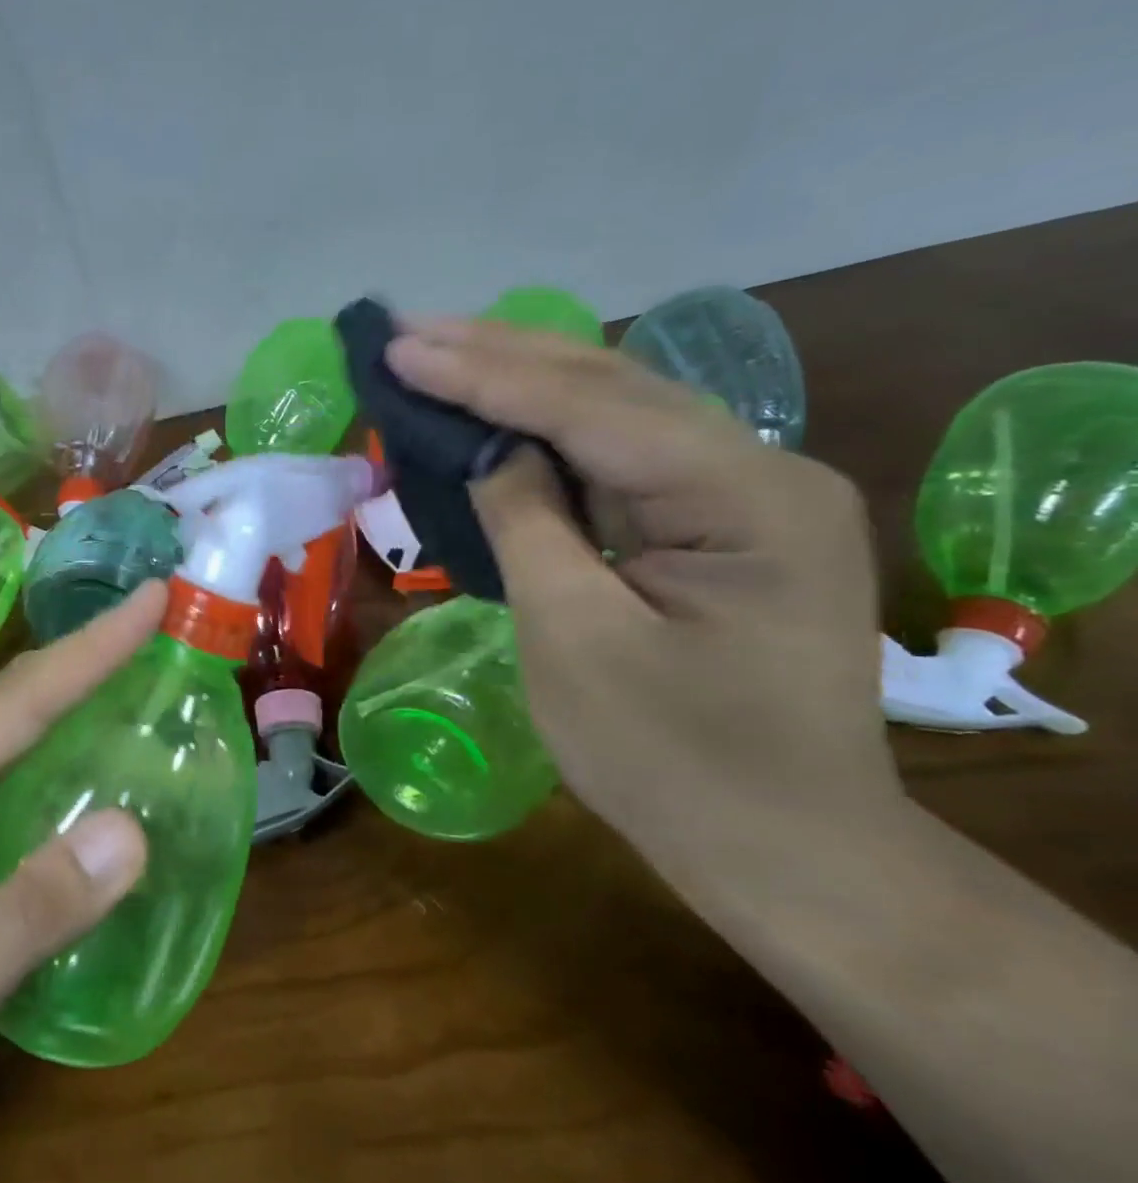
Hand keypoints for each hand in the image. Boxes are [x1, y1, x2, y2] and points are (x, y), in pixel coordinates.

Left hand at [0, 584, 163, 1166]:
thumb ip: (28, 918)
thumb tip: (130, 831)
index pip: (12, 707)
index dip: (88, 651)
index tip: (152, 601)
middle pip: (15, 693)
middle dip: (90, 645)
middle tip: (163, 610)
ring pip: (19, 715)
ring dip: (82, 674)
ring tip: (148, 645)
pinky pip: (23, 753)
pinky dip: (72, 722)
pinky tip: (109, 721)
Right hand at [386, 320, 904, 858]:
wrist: (783, 850)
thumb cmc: (672, 762)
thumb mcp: (575, 641)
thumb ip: (528, 526)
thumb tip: (489, 450)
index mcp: (744, 496)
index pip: (591, 408)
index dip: (484, 375)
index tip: (400, 348)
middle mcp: (761, 471)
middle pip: (613, 388)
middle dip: (501, 355)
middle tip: (409, 332)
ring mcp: (746, 497)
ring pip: (619, 415)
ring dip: (524, 383)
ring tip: (442, 353)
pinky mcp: (719, 528)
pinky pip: (623, 462)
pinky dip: (552, 436)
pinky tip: (503, 415)